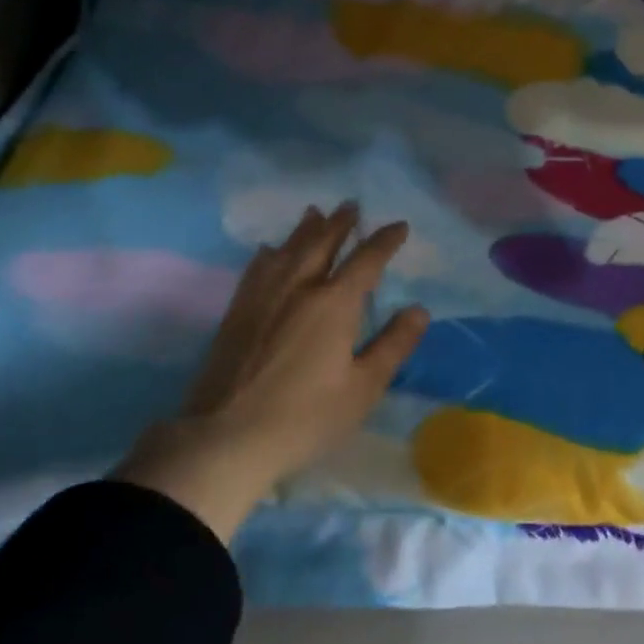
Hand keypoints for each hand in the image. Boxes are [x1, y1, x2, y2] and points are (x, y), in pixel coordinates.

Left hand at [115, 203, 428, 539]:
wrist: (224, 439)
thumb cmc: (305, 417)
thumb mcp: (363, 388)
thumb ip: (393, 345)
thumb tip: (419, 310)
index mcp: (334, 303)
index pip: (366, 260)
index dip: (385, 241)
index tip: (399, 226)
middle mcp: (298, 288)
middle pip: (322, 244)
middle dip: (340, 223)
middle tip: (351, 204)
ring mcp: (263, 297)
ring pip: (287, 250)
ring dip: (305, 229)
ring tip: (315, 213)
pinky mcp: (237, 313)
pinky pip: (256, 269)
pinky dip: (269, 254)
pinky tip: (268, 251)